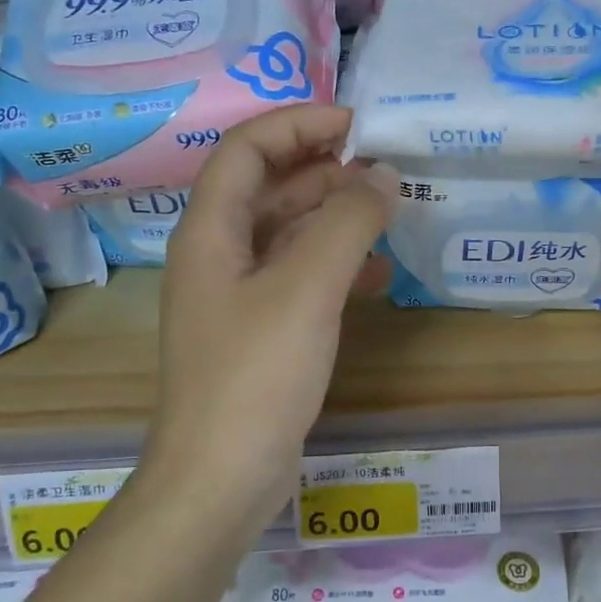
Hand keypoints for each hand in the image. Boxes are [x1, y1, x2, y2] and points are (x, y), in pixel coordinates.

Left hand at [147, 107, 395, 525]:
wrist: (220, 478)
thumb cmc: (256, 375)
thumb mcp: (307, 288)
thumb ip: (348, 223)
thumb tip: (385, 176)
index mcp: (210, 231)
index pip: (246, 149)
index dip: (298, 124)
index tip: (357, 123)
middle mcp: (217, 255)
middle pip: (268, 188)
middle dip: (324, 169)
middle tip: (384, 169)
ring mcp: (237, 297)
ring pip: (287, 234)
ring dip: (335, 217)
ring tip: (389, 213)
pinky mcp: (259, 332)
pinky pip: (299, 278)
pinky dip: (337, 266)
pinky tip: (378, 277)